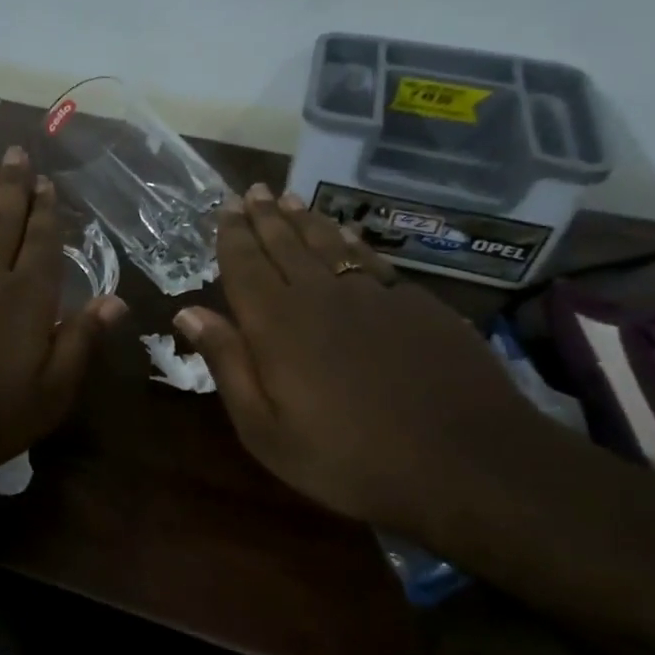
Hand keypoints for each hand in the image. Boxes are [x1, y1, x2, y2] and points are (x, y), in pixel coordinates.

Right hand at [173, 184, 545, 528]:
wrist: (466, 462)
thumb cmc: (349, 458)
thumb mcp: (266, 429)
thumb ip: (228, 364)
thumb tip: (188, 313)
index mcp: (277, 323)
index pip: (244, 265)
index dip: (232, 235)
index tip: (224, 207)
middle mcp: (320, 295)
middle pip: (284, 244)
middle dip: (264, 216)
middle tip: (252, 192)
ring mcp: (373, 294)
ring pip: (328, 243)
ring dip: (304, 219)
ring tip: (288, 199)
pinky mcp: (416, 303)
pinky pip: (370, 259)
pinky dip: (349, 241)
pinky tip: (345, 235)